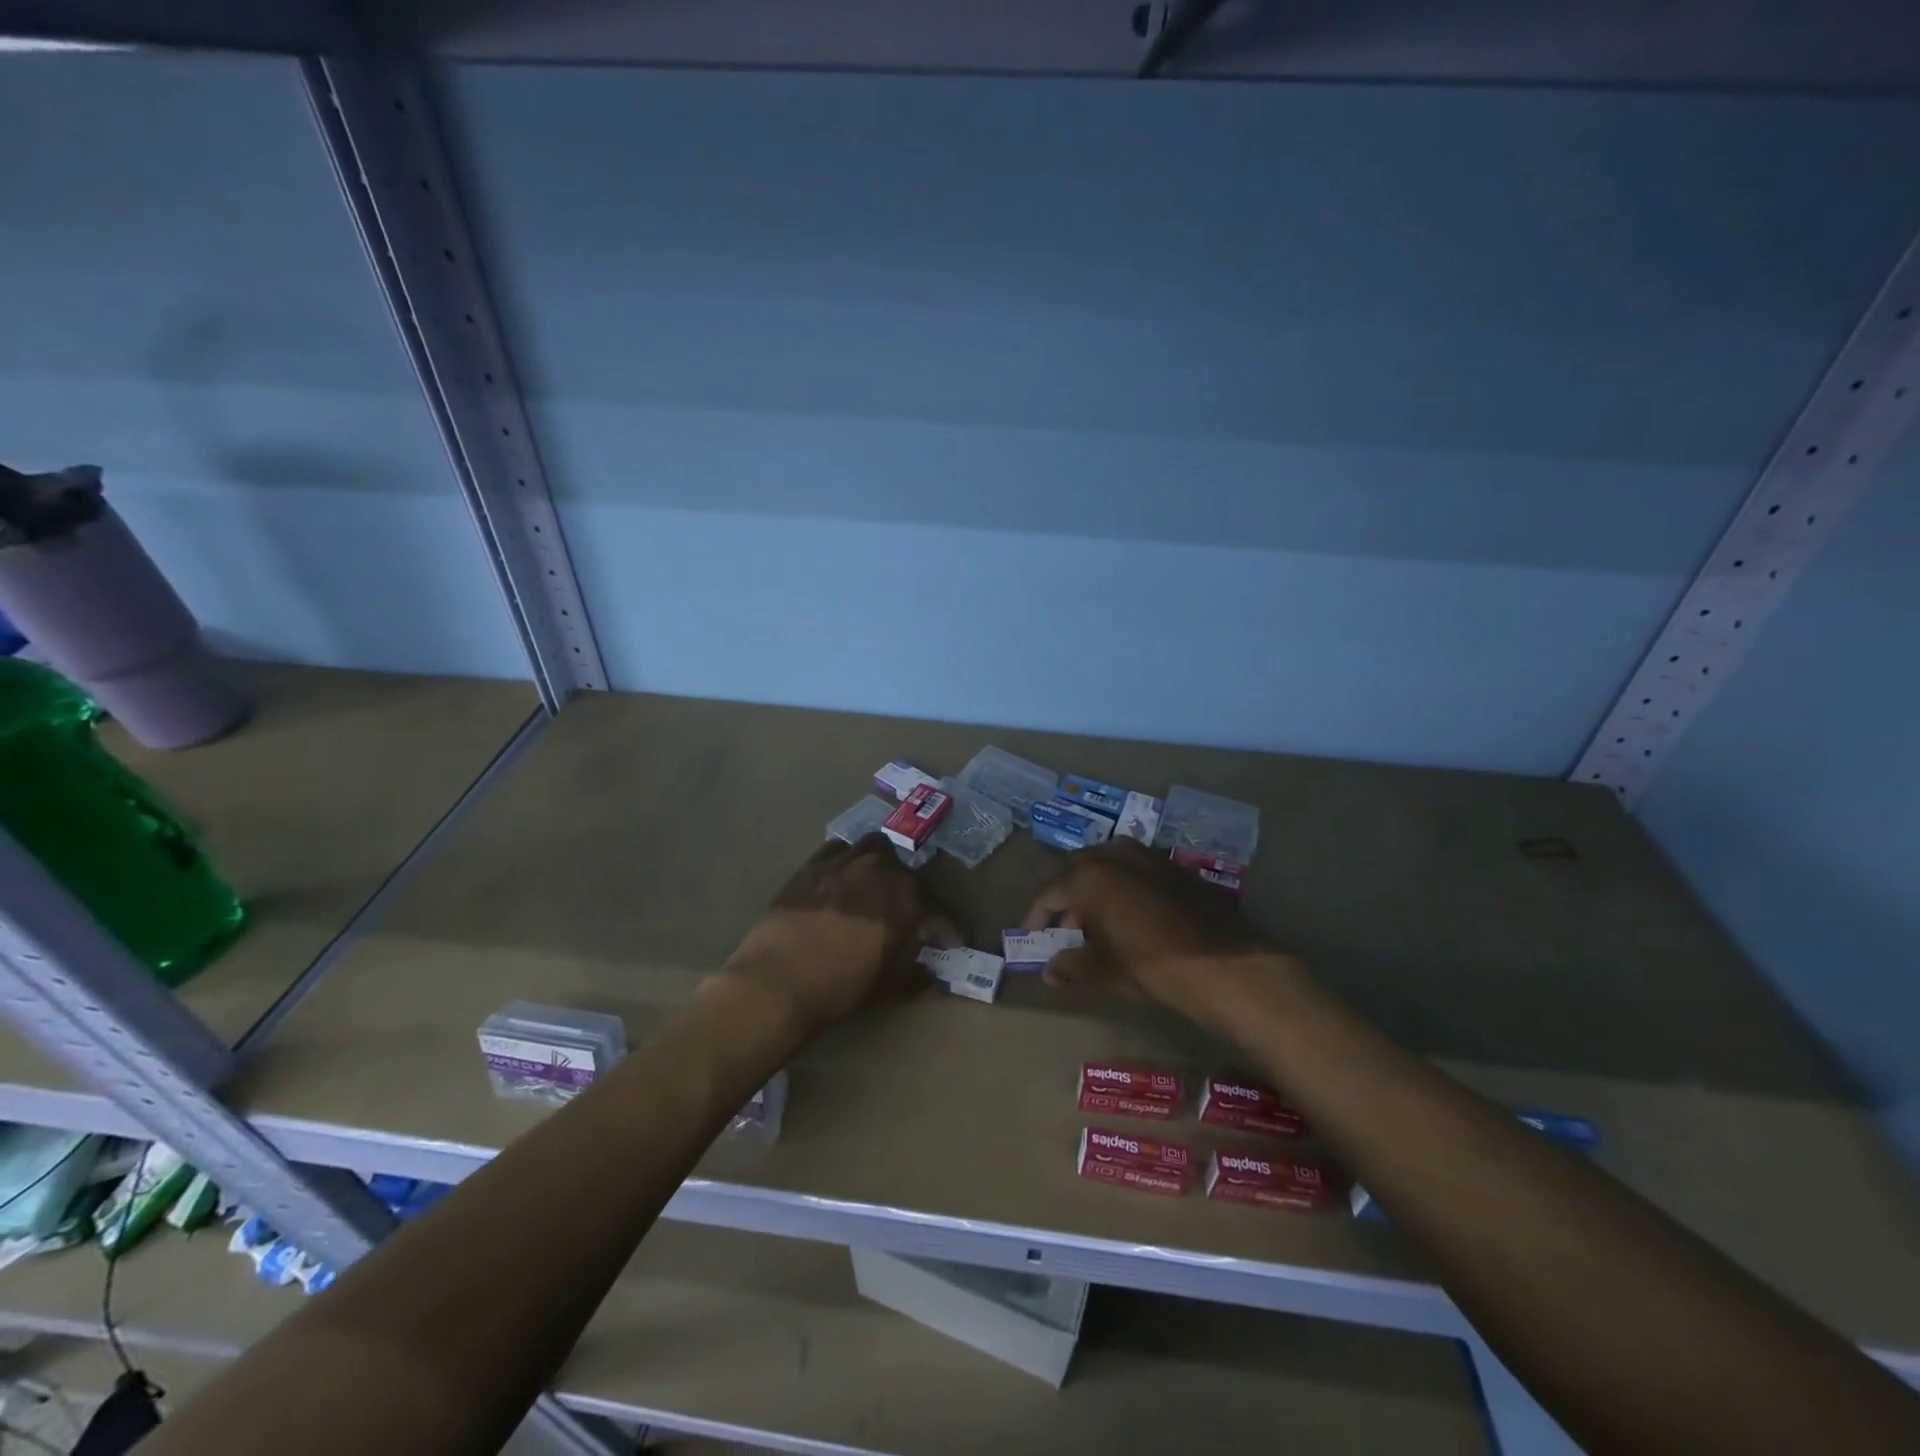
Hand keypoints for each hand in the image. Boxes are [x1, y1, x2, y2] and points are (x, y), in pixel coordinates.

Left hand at [723, 835, 945, 1036]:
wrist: (778, 979)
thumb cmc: (841, 986)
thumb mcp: (889, 986)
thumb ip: (916, 972)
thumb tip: (930, 972)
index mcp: (906, 899)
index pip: (939, 911)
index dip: (949, 928)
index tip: (953, 942)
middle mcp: (880, 870)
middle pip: (906, 872)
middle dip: (910, 892)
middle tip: (904, 913)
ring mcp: (845, 862)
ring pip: (874, 848)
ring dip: (881, 864)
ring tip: (875, 885)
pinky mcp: (813, 864)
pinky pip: (838, 850)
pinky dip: (847, 861)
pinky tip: (841, 878)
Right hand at [1021, 839, 1273, 1018]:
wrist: (1224, 966)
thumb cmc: (1151, 966)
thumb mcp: (1104, 970)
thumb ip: (1071, 965)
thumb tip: (1049, 971)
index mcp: (1090, 875)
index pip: (1050, 892)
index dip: (1036, 916)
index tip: (1030, 936)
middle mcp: (1116, 854)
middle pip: (1078, 872)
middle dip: (1067, 899)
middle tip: (1063, 930)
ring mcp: (1149, 856)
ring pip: (1109, 867)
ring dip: (1096, 890)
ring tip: (1095, 925)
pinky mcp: (1176, 868)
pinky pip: (1136, 871)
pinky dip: (1123, 889)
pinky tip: (1130, 917)